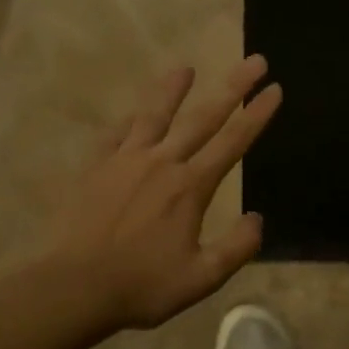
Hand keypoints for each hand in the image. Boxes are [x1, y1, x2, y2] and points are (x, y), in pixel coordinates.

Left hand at [43, 57, 281, 332]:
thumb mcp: (202, 278)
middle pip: (203, 118)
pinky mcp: (95, 168)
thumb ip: (237, 247)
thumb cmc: (142, 286)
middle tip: (255, 60)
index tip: (275, 88)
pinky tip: (134, 114)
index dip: (257, 114)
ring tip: (186, 67)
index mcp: (190, 187)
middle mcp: (162, 163)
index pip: (233, 142)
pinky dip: (130, 121)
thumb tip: (257, 218)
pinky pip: (116, 135)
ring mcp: (125, 161)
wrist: (73, 287)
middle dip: (233, 87)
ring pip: (154, 115)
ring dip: (173, 89)